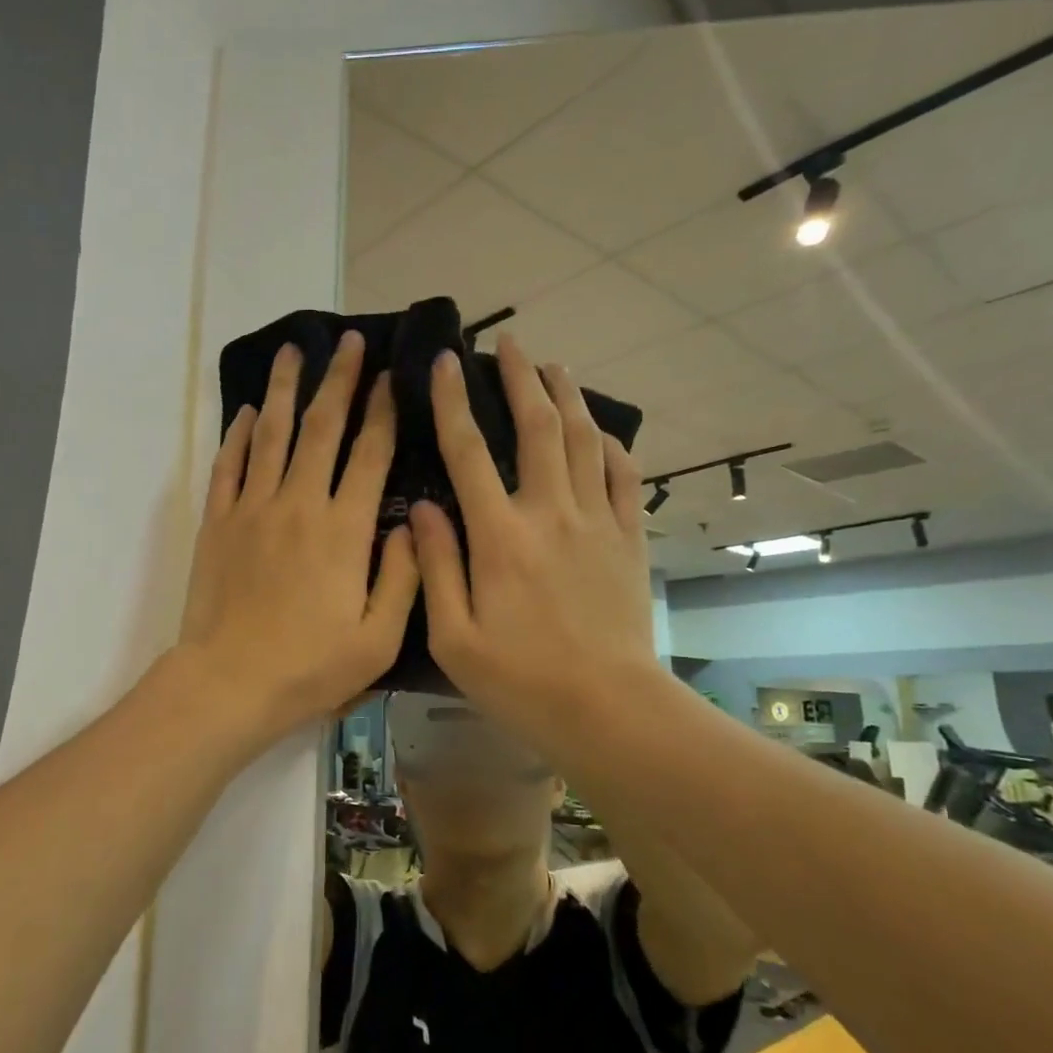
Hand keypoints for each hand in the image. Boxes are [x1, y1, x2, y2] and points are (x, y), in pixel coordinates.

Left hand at [175, 331, 418, 745]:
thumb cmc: (310, 667)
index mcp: (344, 529)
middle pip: (321, 427)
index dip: (383, 410)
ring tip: (291, 350)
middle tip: (349, 341)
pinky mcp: (218, 522)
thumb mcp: (378, 638)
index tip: (391, 375)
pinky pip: (228, 466)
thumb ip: (403, 577)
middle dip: (338, 380)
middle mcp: (298, 504)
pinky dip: (236, 436)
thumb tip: (411, 526)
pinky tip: (243, 412)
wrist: (228, 684)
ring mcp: (253, 508)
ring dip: (283, 389)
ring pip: (269, 433)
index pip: (369, 454)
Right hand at [410, 333, 659, 747]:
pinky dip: (611, 446)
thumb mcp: (454, 637)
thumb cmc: (521, 680)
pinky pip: (622, 477)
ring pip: (583, 441)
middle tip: (508, 344)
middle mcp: (550, 513)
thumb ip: (436, 567)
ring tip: (553, 366)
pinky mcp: (628, 540)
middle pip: (537, 428)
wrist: (608, 709)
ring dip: (567, 397)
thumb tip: (423, 509)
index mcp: (500, 536)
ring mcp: (596, 523)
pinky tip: (601, 431)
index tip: (444, 362)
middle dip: (520, 378)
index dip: (452, 402)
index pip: (469, 452)